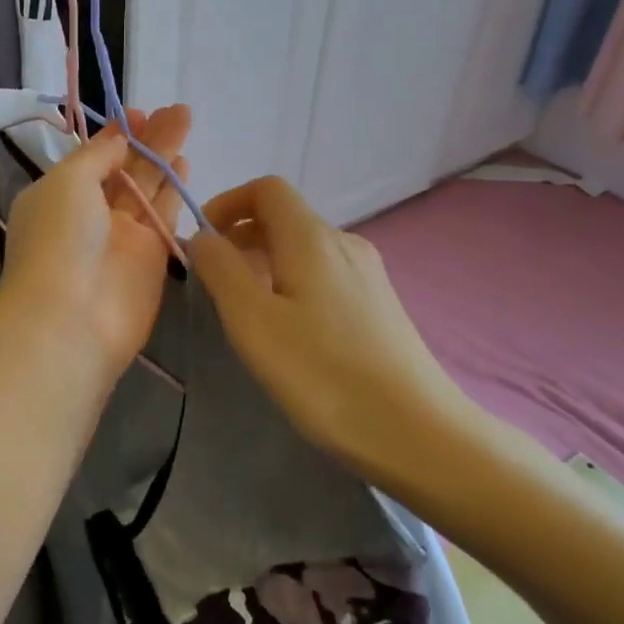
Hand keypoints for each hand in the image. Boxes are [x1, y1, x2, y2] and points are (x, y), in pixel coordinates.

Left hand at [0, 106, 191, 384]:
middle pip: (125, 168)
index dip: (116, 134)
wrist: (72, 319)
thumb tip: (117, 138)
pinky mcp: (151, 258)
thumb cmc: (59, 239)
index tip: (139, 111)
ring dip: (165, 155)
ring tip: (185, 121)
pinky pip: (164, 216)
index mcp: (60, 194)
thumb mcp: (67, 182)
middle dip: (148, 138)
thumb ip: (97, 156)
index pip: (93, 157)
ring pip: (148, 187)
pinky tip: (186, 164)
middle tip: (176, 109)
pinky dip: (174, 190)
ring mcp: (122, 236)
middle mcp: (90, 213)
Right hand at [186, 176, 483, 491]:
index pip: (267, 189)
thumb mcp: (253, 321)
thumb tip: (204, 236)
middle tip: (216, 281)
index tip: (204, 241)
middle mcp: (344, 243)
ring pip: (305, 248)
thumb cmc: (323, 374)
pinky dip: (294, 282)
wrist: (419, 434)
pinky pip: (325, 273)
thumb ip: (220, 269)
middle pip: (285, 217)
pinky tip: (291, 331)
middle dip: (242, 236)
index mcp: (312, 237)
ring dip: (266, 261)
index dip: (228, 203)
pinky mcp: (381, 305)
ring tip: (249, 310)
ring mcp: (368, 274)